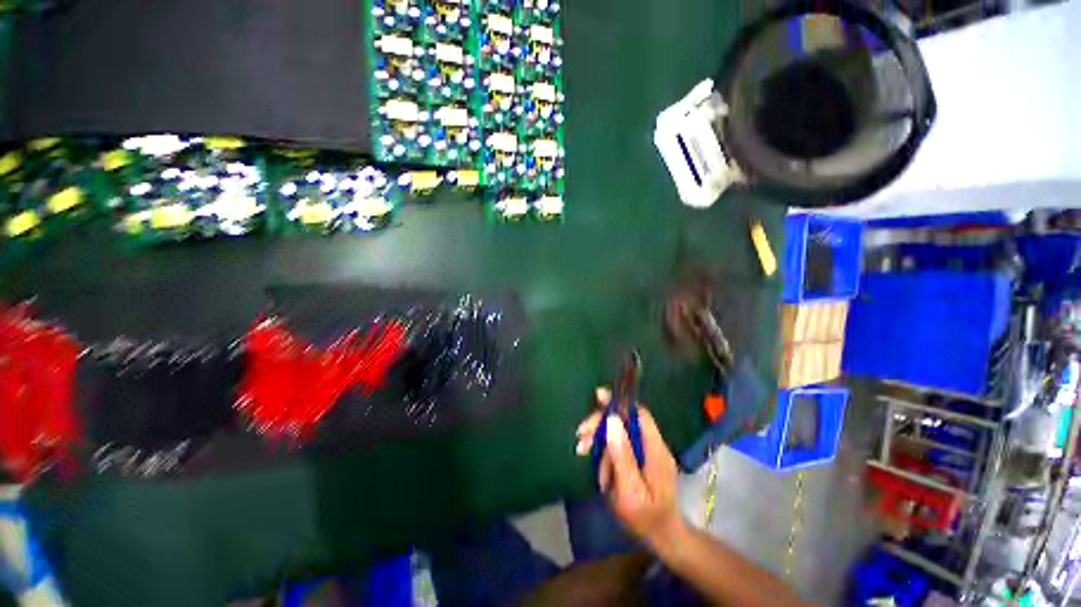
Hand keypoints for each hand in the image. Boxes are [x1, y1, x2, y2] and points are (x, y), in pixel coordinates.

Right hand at [575, 388, 684, 547]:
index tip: (597, 397)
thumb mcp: (630, 491)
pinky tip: (600, 469)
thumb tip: (612, 420)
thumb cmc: (646, 518)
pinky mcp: (640, 460)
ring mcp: (647, 452)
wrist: (662, 538)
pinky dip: (606, 454)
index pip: (638, 413)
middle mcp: (652, 445)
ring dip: (600, 443)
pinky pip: (619, 447)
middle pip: (624, 421)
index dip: (619, 402)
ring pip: (619, 434)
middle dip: (600, 426)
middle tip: (581, 439)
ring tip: (587, 458)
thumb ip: (621, 456)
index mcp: (654, 449)